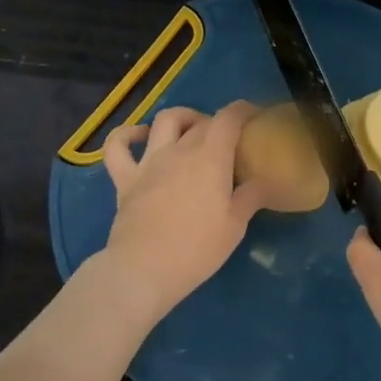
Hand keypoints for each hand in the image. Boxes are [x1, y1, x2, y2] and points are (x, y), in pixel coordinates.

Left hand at [99, 102, 267, 322]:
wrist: (144, 270)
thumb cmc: (197, 249)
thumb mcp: (235, 226)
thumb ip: (251, 197)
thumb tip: (263, 180)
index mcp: (210, 158)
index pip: (229, 119)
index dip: (243, 110)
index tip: (253, 116)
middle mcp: (179, 150)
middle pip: (201, 122)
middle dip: (217, 124)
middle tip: (227, 142)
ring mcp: (148, 162)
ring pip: (164, 121)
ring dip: (181, 118)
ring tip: (191, 130)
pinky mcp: (124, 178)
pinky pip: (118, 146)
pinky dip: (127, 134)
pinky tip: (140, 136)